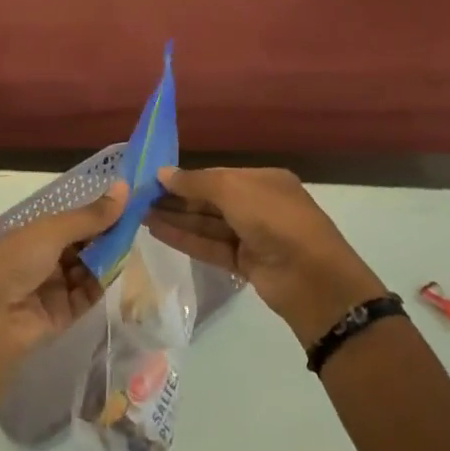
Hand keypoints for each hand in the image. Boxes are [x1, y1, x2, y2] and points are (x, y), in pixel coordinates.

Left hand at [0, 183, 129, 366]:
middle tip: (136, 223)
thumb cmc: (15, 260)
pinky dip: (101, 282)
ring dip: (106, 258)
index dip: (97, 213)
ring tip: (129, 244)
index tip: (127, 202)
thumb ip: (91, 215)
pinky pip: (88, 294)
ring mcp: (53, 287)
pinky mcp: (63, 314)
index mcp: (34, 234)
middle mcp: (44, 259)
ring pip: (88, 269)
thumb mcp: (53, 230)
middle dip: (106, 236)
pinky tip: (117, 269)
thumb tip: (124, 187)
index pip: (72, 221)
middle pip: (83, 245)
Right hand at [143, 167, 384, 346]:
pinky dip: (186, 238)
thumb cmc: (273, 219)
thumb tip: (161, 173)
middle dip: (177, 199)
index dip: (186, 178)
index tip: (152, 180)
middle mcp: (259, 205)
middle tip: (139, 199)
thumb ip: (195, 182)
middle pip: (211, 200)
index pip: (217, 176)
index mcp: (264, 181)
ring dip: (176, 219)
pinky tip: (157, 231)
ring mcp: (252, 236)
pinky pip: (210, 246)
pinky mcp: (245, 263)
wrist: (310, 277)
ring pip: (208, 224)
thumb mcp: (233, 190)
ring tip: (139, 215)